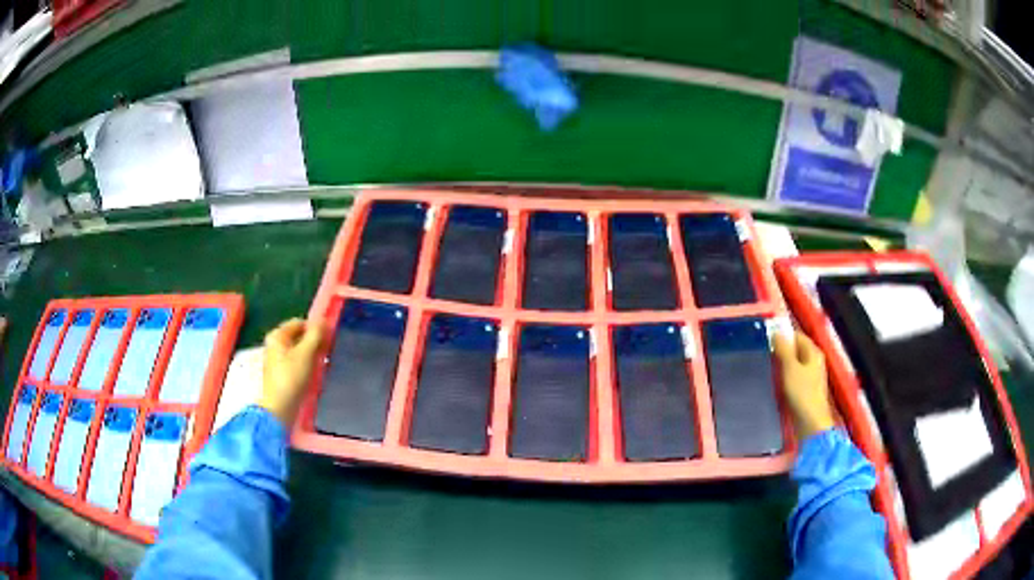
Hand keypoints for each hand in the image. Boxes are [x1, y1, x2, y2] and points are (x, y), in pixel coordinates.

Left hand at [260, 318, 325, 425]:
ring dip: (312, 354)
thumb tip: (324, 320)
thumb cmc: (291, 378)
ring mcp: (277, 359)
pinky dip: (307, 364)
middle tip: (328, 351)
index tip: (329, 338)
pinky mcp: (282, 373)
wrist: (279, 408)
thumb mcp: (306, 353)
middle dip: (314, 342)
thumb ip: (315, 335)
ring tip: (323, 363)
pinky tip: (315, 373)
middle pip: (298, 336)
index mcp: (277, 336)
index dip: (315, 328)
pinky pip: (297, 362)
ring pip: (299, 350)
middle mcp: (275, 344)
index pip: (300, 323)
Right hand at [773, 331, 834, 438]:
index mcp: (813, 352)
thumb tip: (776, 332)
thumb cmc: (802, 392)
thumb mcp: (790, 368)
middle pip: (796, 350)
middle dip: (781, 351)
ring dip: (782, 365)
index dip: (782, 335)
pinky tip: (775, 383)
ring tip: (767, 368)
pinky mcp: (806, 390)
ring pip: (794, 364)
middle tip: (764, 353)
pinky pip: (794, 377)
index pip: (797, 335)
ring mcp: (811, 376)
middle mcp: (814, 361)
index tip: (766, 339)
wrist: (811, 422)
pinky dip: (784, 377)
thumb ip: (783, 349)